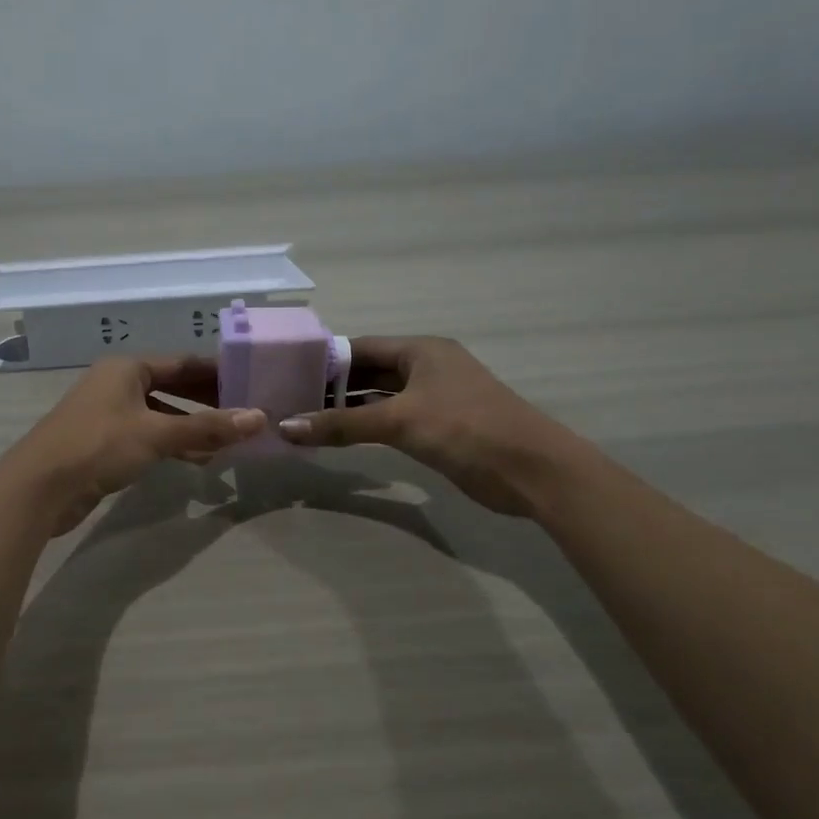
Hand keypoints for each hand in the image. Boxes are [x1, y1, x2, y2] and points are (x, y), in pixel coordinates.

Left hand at [0, 356, 265, 534]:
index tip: (248, 383)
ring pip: (160, 415)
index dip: (216, 372)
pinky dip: (172, 445)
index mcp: (126, 368)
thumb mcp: (157, 434)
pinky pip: (147, 436)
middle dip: (206, 402)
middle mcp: (116, 384)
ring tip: (228, 442)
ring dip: (191, 427)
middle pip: (171, 387)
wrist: (39, 488)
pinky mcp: (103, 444)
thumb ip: (206, 428)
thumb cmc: (98, 446)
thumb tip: (259, 418)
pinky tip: (198, 460)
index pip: (182, 363)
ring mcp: (108, 415)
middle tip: (243, 413)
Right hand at [276, 336, 588, 517]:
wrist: (532, 471)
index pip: (359, 347)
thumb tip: (286, 427)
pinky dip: (367, 427)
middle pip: (367, 372)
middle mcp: (425, 367)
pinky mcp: (438, 428)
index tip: (285, 374)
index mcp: (420, 350)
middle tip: (288, 401)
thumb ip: (342, 424)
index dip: (323, 360)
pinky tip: (338, 439)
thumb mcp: (399, 421)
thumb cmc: (465, 429)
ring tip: (303, 420)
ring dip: (347, 410)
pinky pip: (392, 420)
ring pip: (379, 398)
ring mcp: (433, 398)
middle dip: (331, 387)